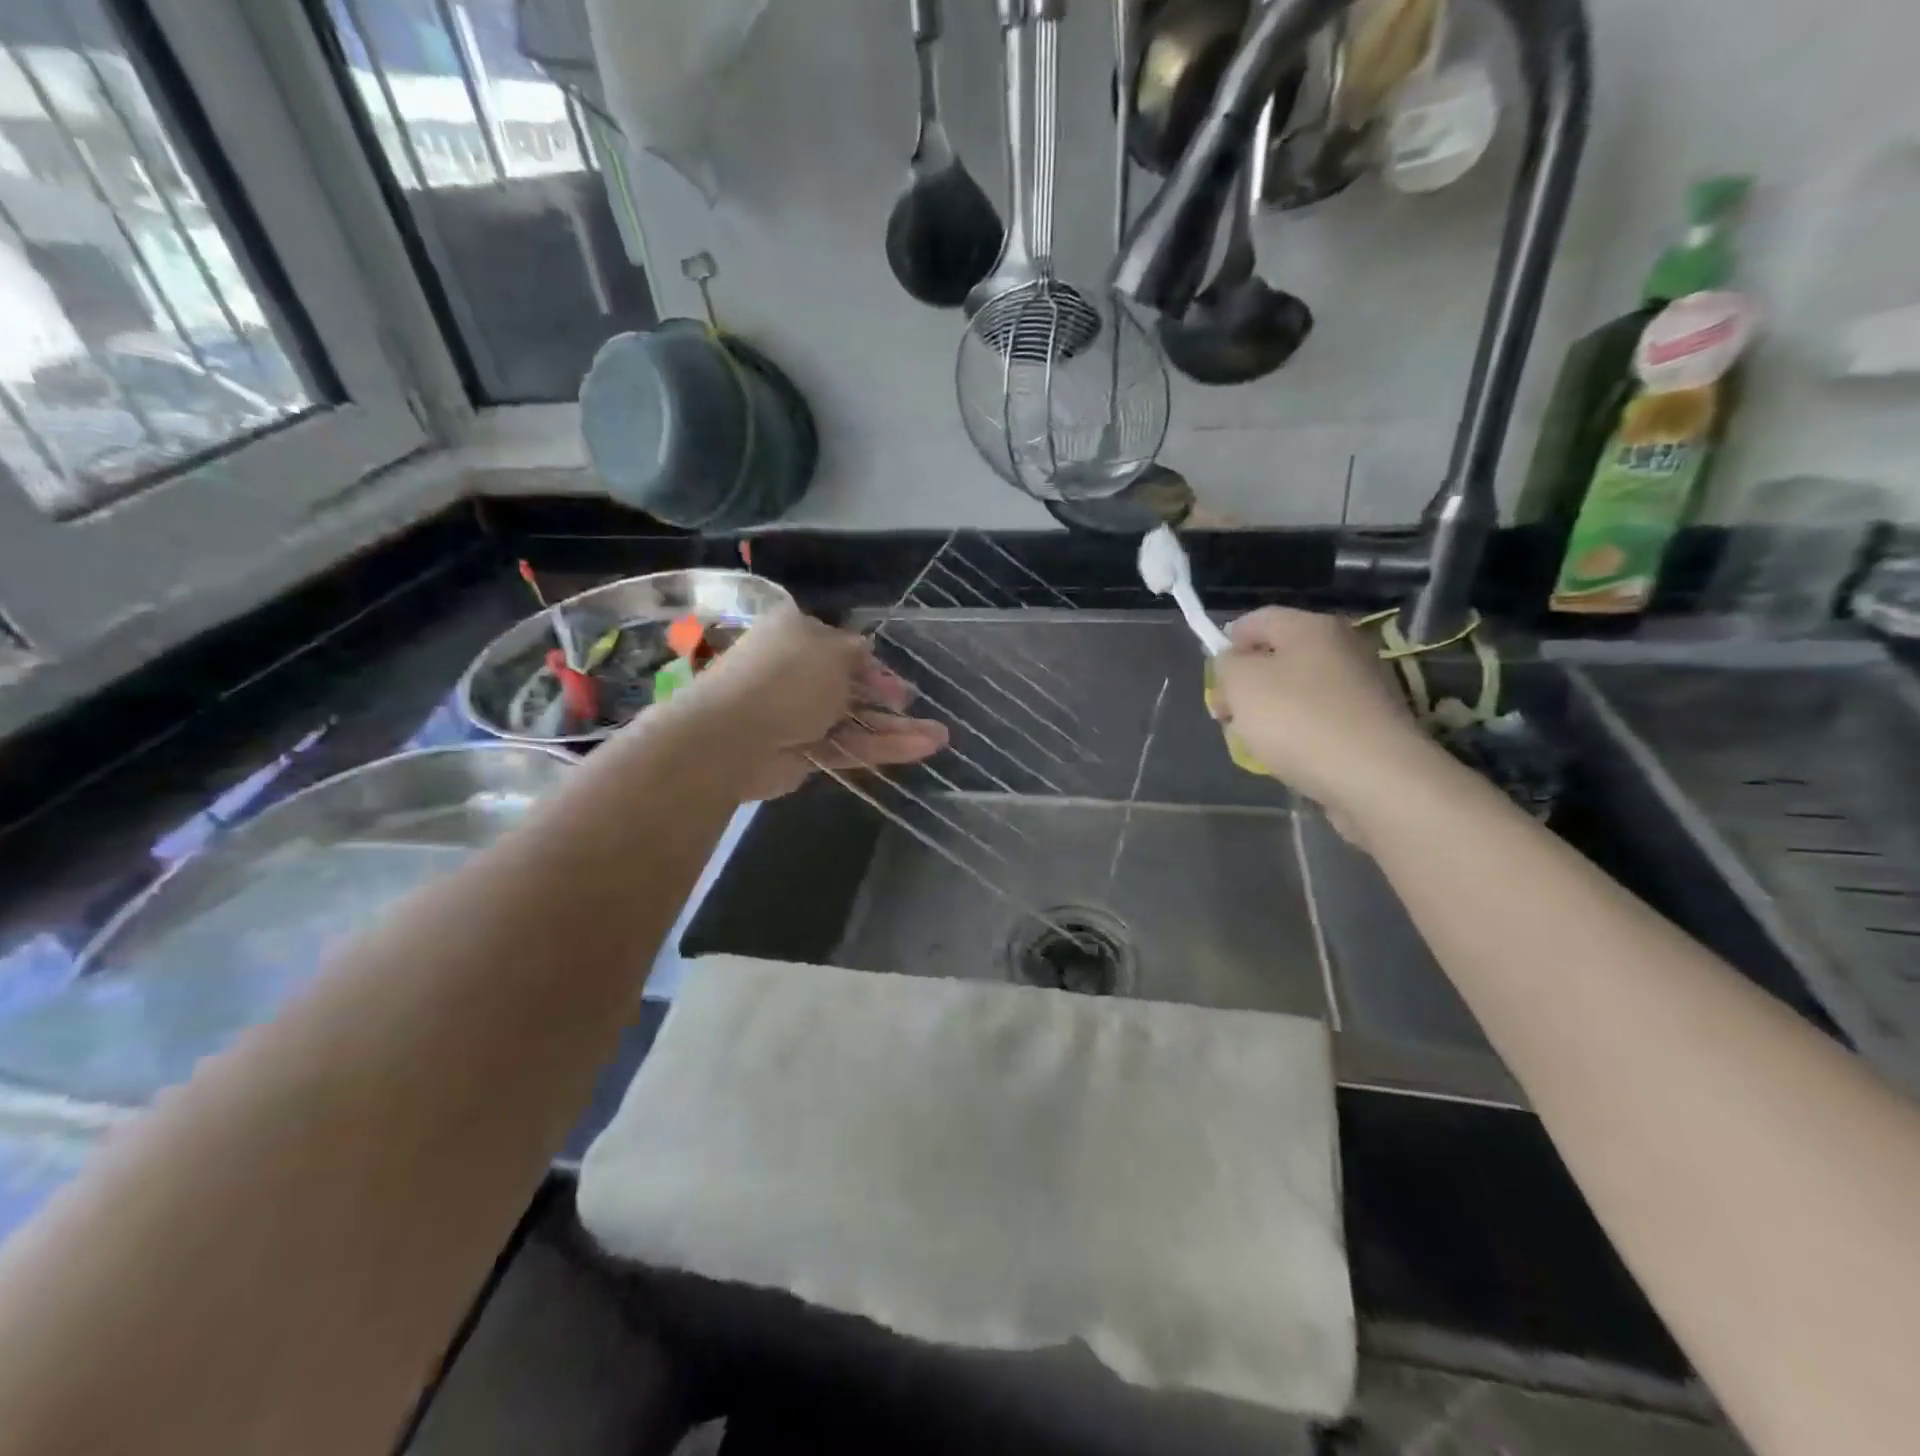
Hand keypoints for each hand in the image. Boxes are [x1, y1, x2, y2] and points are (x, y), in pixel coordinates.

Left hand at [663, 605, 948, 799]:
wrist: (733, 736)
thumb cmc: (786, 678)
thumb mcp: (831, 651)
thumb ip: (855, 653)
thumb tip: (865, 651)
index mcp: (796, 636)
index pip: (840, 648)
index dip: (872, 663)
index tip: (897, 679)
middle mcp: (796, 674)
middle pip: (850, 687)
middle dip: (887, 698)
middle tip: (916, 707)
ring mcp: (799, 717)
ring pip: (855, 721)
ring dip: (896, 728)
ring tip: (940, 737)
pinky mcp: (804, 754)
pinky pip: (849, 748)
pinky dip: (883, 749)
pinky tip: (921, 749)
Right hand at [1208, 607, 1442, 838]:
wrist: (1375, 777)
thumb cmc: (1298, 720)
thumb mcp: (1241, 684)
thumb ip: (1227, 665)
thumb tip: (1234, 663)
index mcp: (1311, 626)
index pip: (1257, 620)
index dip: (1227, 645)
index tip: (1215, 682)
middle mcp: (1344, 646)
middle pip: (1279, 656)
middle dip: (1248, 684)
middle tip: (1229, 716)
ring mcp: (1365, 684)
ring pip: (1300, 689)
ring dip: (1273, 711)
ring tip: (1258, 742)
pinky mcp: (1374, 722)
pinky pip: (1323, 718)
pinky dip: (1302, 732)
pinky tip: (1293, 756)